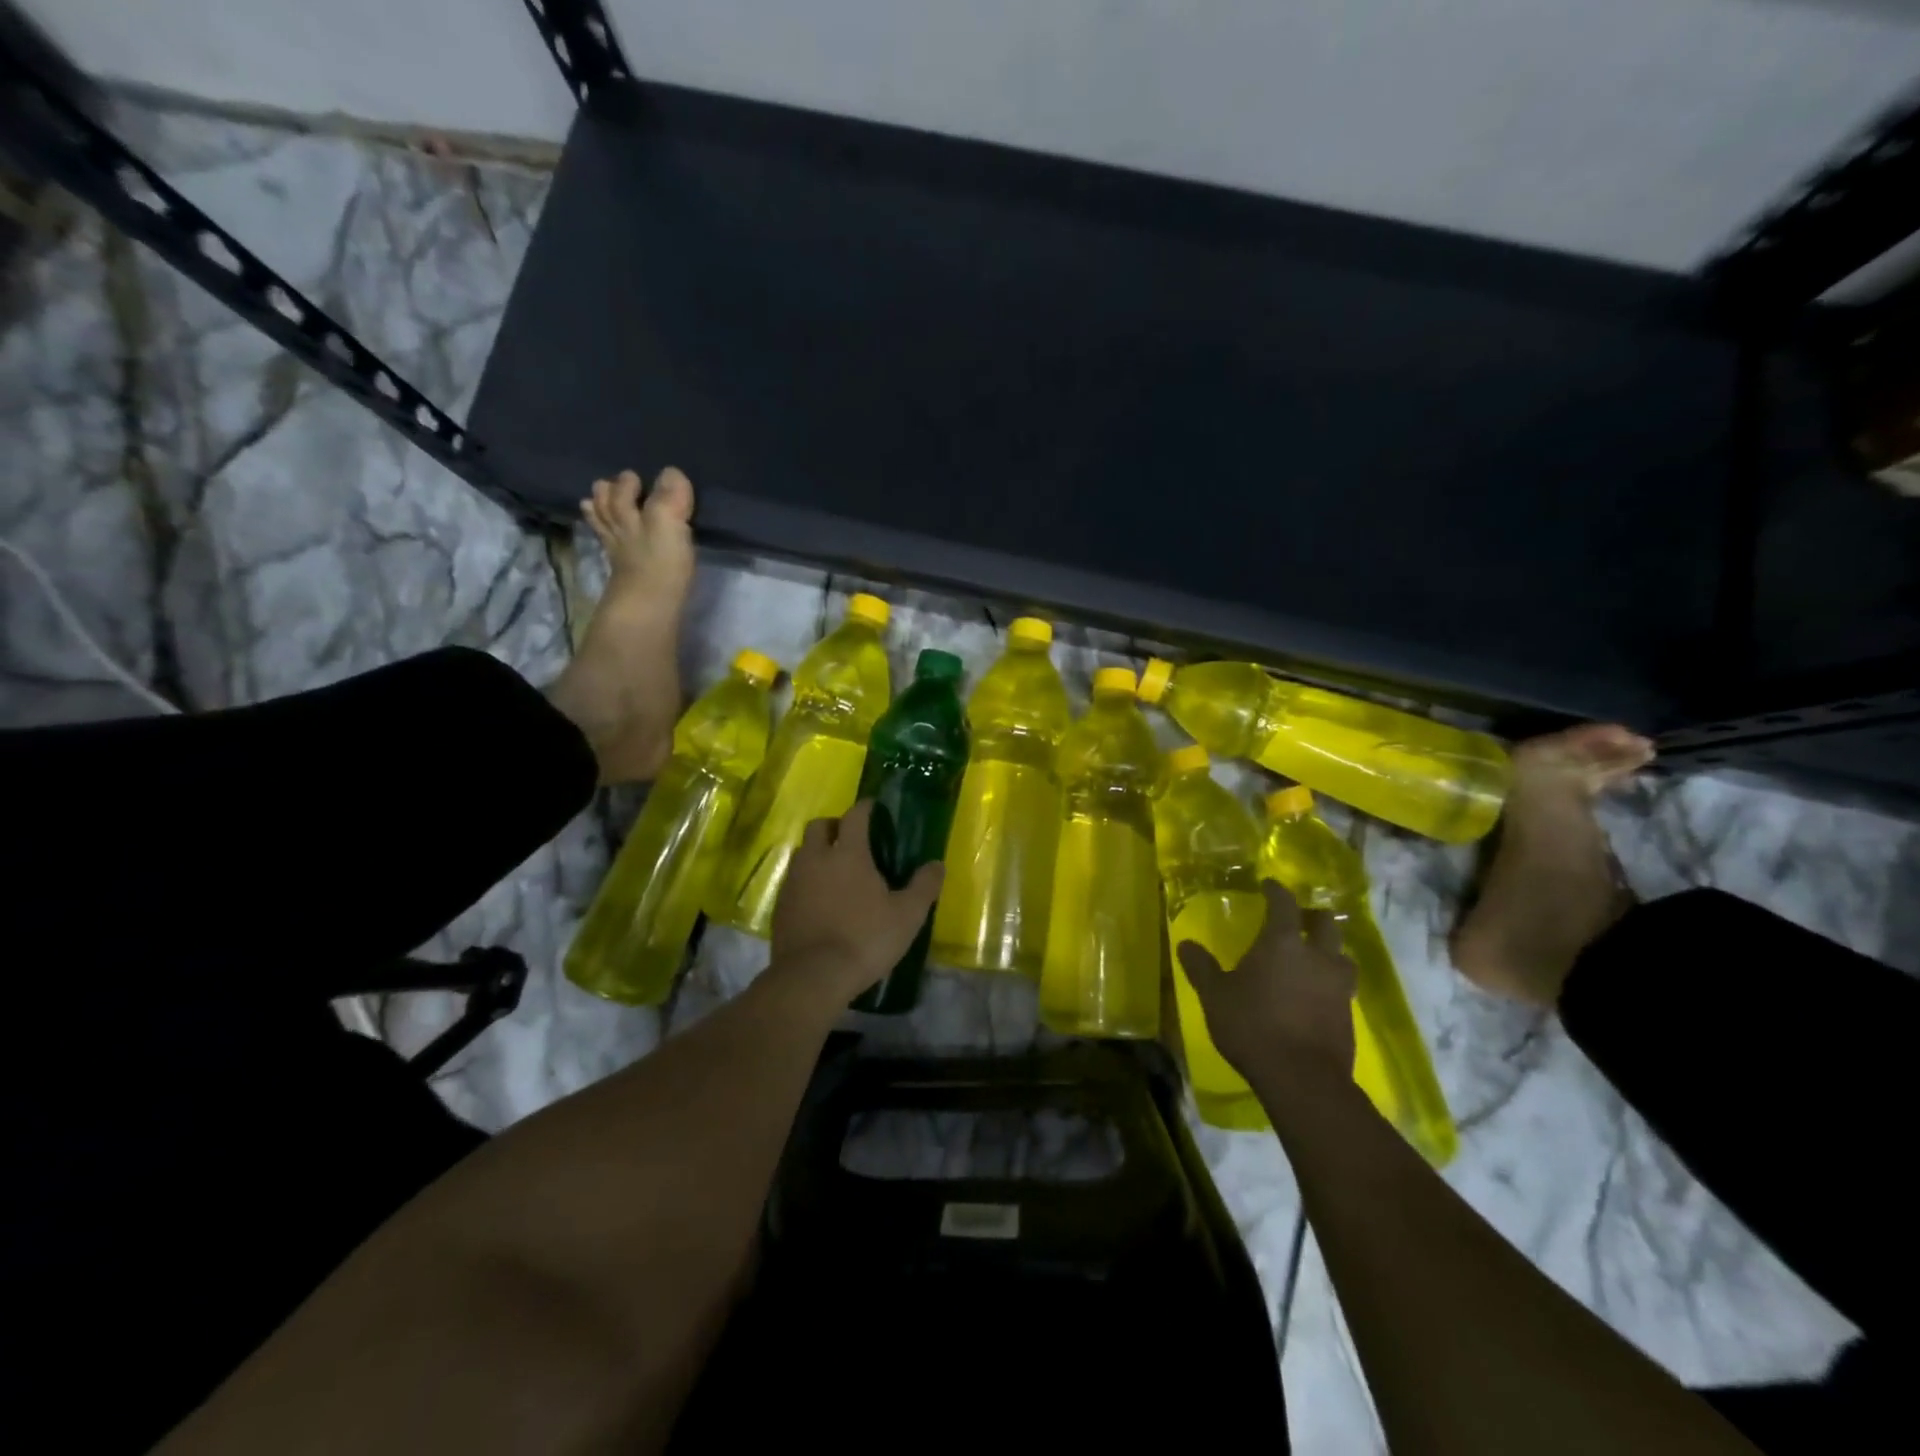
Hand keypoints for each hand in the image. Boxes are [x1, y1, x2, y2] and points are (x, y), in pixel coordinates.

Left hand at [770, 800, 944, 1001]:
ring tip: (835, 870)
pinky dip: (807, 880)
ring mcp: (794, 881)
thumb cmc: (865, 939)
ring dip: (818, 852)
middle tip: (852, 839)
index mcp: (848, 854)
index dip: (865, 808)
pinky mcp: (780, 905)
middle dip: (835, 826)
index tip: (874, 808)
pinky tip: (819, 900)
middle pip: (819, 826)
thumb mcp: (907, 915)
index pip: (855, 816)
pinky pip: (794, 880)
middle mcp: (816, 859)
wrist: (812, 977)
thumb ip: (924, 886)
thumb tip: (937, 864)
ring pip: (803, 852)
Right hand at [1177, 880, 1356, 1089]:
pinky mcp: (1349, 1014)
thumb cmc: (1253, 1025)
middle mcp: (1317, 956)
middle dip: (1312, 916)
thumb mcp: (1215, 995)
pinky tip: (1316, 993)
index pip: (1284, 904)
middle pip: (1326, 923)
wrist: (1302, 1078)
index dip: (1276, 891)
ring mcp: (1338, 986)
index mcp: (1283, 943)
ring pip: (1342, 955)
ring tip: (1314, 956)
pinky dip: (1330, 982)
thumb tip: (1186, 944)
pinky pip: (1343, 986)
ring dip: (1329, 950)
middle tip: (1298, 919)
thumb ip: (1201, 967)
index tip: (1268, 885)